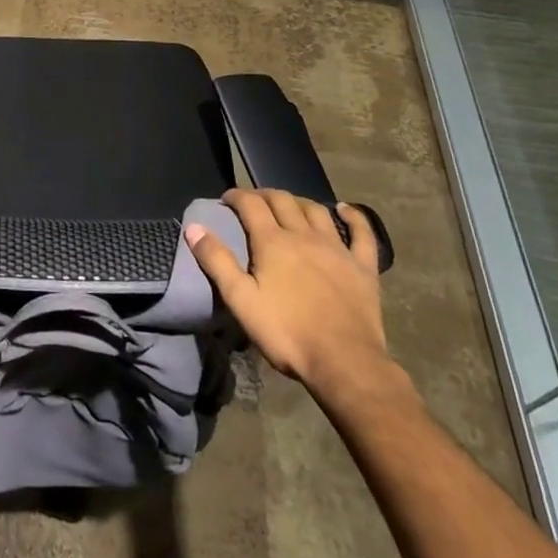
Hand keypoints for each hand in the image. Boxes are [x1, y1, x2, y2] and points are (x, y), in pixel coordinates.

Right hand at [186, 189, 403, 406]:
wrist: (345, 362)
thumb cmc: (287, 333)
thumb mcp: (241, 300)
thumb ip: (216, 261)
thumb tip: (194, 227)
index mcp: (273, 242)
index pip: (251, 204)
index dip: (237, 196)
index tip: (226, 199)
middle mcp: (304, 235)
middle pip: (283, 201)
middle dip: (264, 195)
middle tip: (253, 201)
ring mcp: (337, 249)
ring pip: (316, 211)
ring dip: (299, 201)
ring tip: (290, 204)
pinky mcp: (363, 267)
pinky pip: (362, 233)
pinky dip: (354, 217)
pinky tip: (346, 210)